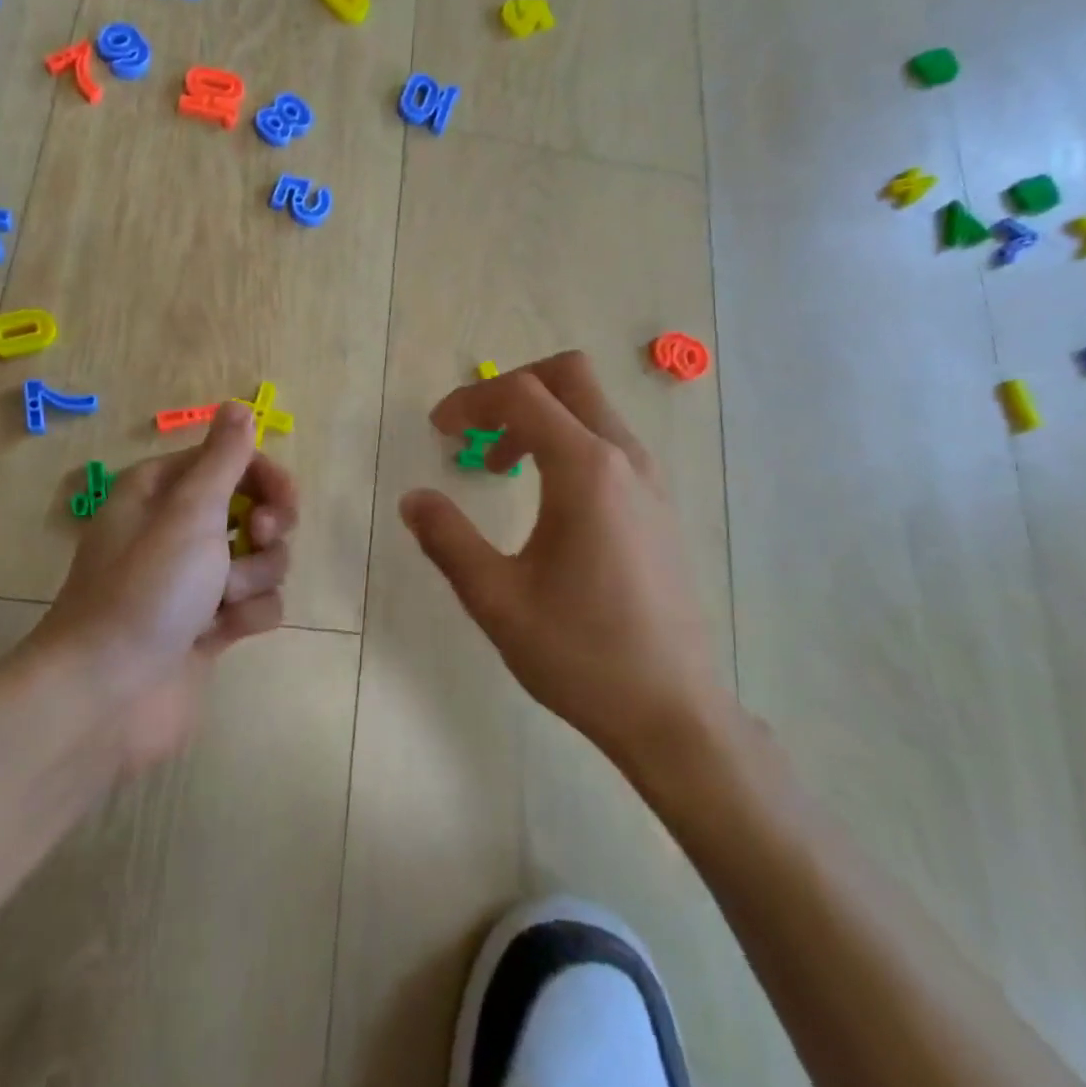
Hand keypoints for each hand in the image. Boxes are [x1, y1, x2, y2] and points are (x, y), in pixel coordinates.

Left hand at [33, 402, 297, 771]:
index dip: (264, 477)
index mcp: (162, 492)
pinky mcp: (210, 625)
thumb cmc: (146, 590)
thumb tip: (238, 405)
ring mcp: (196, 580)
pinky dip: (248, 615)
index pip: (231, 461)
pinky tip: (223, 633)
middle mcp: (178, 530)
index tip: (281, 502)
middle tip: (257, 540)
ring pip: (261, 559)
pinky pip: (256, 604)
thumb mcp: (188, 512)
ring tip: (224, 601)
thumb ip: (223, 458)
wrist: (107, 697)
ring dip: (254, 577)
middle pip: (253, 508)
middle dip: (265, 528)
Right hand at [398, 351, 733, 769]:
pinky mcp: (658, 506)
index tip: (437, 431)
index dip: (470, 401)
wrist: (672, 710)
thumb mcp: (496, 599)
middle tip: (473, 430)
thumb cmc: (580, 653)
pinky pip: (608, 443)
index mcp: (585, 470)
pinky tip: (545, 499)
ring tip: (500, 468)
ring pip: (592, 407)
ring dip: (540, 417)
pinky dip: (567, 442)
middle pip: (569, 376)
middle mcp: (624, 459)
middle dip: (512, 387)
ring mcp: (649, 480)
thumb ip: (448, 539)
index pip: (521, 395)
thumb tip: (414, 497)